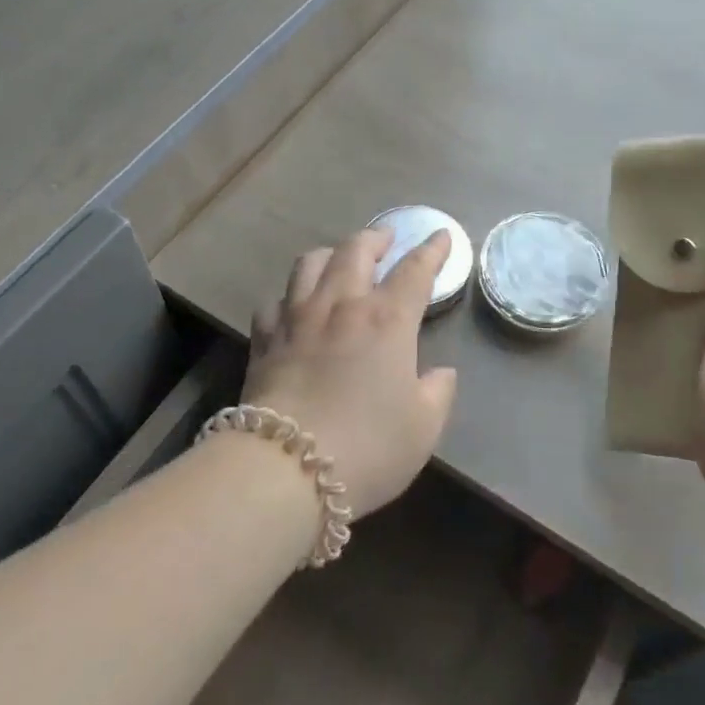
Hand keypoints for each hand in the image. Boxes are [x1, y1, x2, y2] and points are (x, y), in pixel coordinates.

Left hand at [243, 226, 458, 515]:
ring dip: (331, 253)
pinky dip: (289, 296)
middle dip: (376, 238)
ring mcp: (297, 318)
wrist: (285, 468)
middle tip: (387, 238)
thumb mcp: (423, 428)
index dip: (431, 250)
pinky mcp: (264, 339)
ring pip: (310, 263)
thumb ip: (437, 393)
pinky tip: (293, 306)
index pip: (415, 270)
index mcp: (387, 320)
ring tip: (339, 259)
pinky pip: (275, 301)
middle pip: (356, 250)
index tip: (441, 236)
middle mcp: (341, 305)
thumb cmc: (367, 448)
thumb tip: (440, 373)